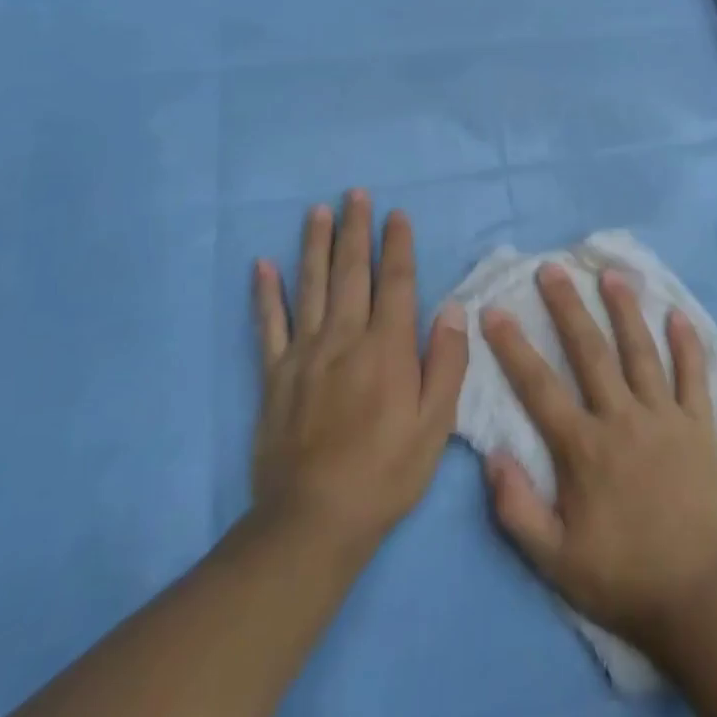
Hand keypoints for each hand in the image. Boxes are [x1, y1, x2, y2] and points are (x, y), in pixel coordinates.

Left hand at [251, 190, 467, 566]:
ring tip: (318, 211)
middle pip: (352, 272)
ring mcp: (304, 354)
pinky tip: (262, 265)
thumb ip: (447, 362)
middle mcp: (344, 339)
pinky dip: (265, 293)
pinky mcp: (274, 376)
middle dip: (356, 230)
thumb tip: (454, 308)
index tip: (397, 214)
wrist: (312, 522)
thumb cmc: (386, 473)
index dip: (398, 246)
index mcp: (387, 348)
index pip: (396, 283)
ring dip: (315, 245)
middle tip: (356, 194)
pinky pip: (268, 325)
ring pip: (311, 286)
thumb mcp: (436, 425)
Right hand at [480, 265, 716, 649]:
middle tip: (552, 268)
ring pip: (641, 351)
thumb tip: (492, 454)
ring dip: (624, 309)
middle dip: (567, 306)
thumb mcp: (554, 561)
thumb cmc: (622, 579)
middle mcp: (622, 418)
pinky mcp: (699, 426)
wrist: (699, 599)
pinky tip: (678, 314)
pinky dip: (687, 344)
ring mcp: (664, 417)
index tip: (495, 310)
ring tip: (611, 274)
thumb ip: (517, 509)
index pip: (538, 386)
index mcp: (584, 448)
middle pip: (590, 351)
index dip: (513, 346)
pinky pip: (693, 376)